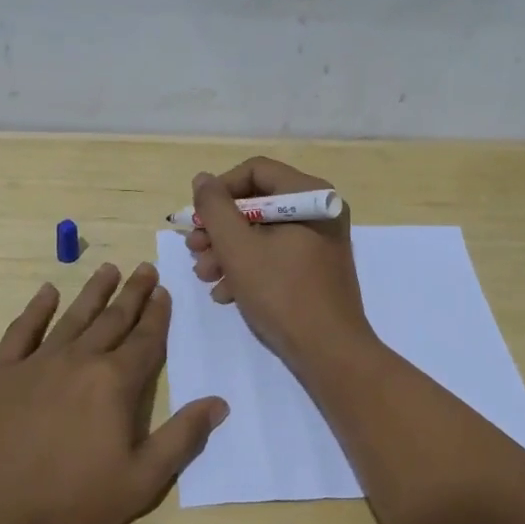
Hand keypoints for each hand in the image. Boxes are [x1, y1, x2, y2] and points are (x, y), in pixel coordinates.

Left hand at [0, 262, 226, 523]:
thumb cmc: (70, 502)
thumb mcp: (140, 482)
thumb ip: (181, 438)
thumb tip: (219, 403)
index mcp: (115, 383)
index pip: (145, 340)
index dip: (157, 315)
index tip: (164, 292)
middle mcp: (80, 360)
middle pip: (113, 319)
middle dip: (133, 293)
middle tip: (145, 269)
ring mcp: (37, 363)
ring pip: (73, 316)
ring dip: (94, 292)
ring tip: (108, 269)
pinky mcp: (1, 373)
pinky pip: (23, 330)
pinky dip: (36, 309)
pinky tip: (46, 292)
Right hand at [186, 157, 375, 371]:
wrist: (330, 353)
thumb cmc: (282, 293)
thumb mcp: (238, 248)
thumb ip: (215, 208)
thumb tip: (203, 180)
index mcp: (309, 195)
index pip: (255, 170)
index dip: (220, 190)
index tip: (197, 218)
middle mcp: (319, 210)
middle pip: (257, 203)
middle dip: (220, 228)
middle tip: (195, 249)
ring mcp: (320, 240)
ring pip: (263, 232)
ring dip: (228, 251)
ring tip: (205, 275)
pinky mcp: (316, 268)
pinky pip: (276, 254)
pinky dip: (248, 267)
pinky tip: (226, 293)